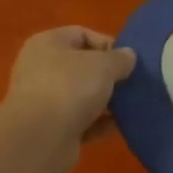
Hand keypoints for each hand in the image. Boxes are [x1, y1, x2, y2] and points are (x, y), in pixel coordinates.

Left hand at [3, 27, 136, 172]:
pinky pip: (80, 121)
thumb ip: (120, 58)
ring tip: (129, 106)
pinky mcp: (50, 128)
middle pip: (81, 67)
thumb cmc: (70, 87)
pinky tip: (117, 127)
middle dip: (107, 76)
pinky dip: (97, 124)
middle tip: (131, 84)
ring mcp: (43, 100)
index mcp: (47, 43)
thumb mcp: (103, 65)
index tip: (128, 61)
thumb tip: (128, 56)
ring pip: (81, 96)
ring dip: (105, 102)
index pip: (81, 34)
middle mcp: (41, 68)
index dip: (107, 44)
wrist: (41, 138)